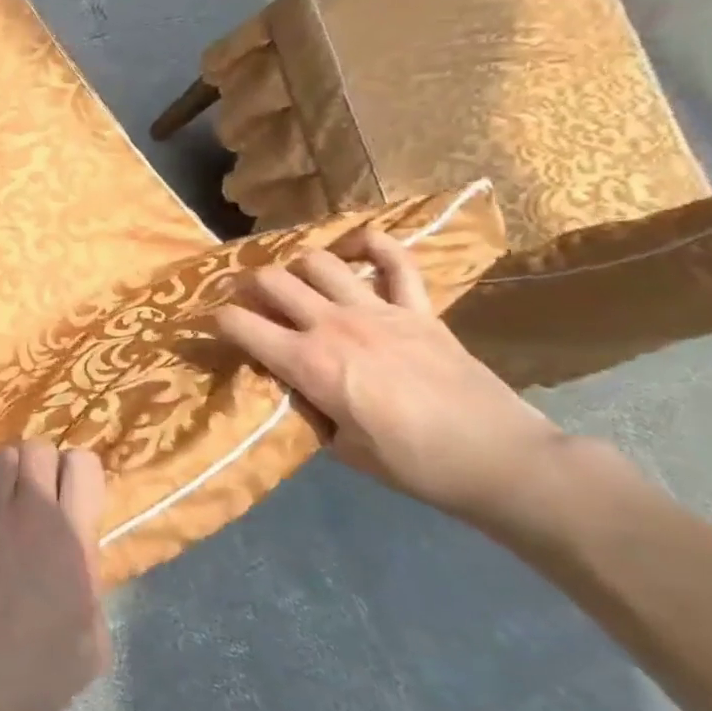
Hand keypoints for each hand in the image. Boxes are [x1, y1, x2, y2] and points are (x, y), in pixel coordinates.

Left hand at [0, 442, 109, 710]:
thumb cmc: (41, 674)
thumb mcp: (93, 635)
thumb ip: (88, 576)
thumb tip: (79, 550)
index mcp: (71, 537)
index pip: (84, 463)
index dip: (80, 473)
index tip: (74, 495)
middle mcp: (28, 512)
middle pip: (37, 447)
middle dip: (41, 465)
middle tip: (37, 497)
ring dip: (6, 476)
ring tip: (3, 506)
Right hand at [212, 230, 568, 523]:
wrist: (501, 461)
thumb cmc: (413, 465)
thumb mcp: (341, 447)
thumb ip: (308, 407)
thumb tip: (293, 385)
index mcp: (308, 363)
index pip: (238, 324)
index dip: (214, 322)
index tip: (210, 328)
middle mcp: (333, 325)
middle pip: (271, 280)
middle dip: (248, 287)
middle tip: (249, 302)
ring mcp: (378, 311)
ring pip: (319, 262)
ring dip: (298, 267)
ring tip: (298, 283)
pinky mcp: (419, 310)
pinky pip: (396, 261)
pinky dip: (374, 245)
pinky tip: (358, 247)